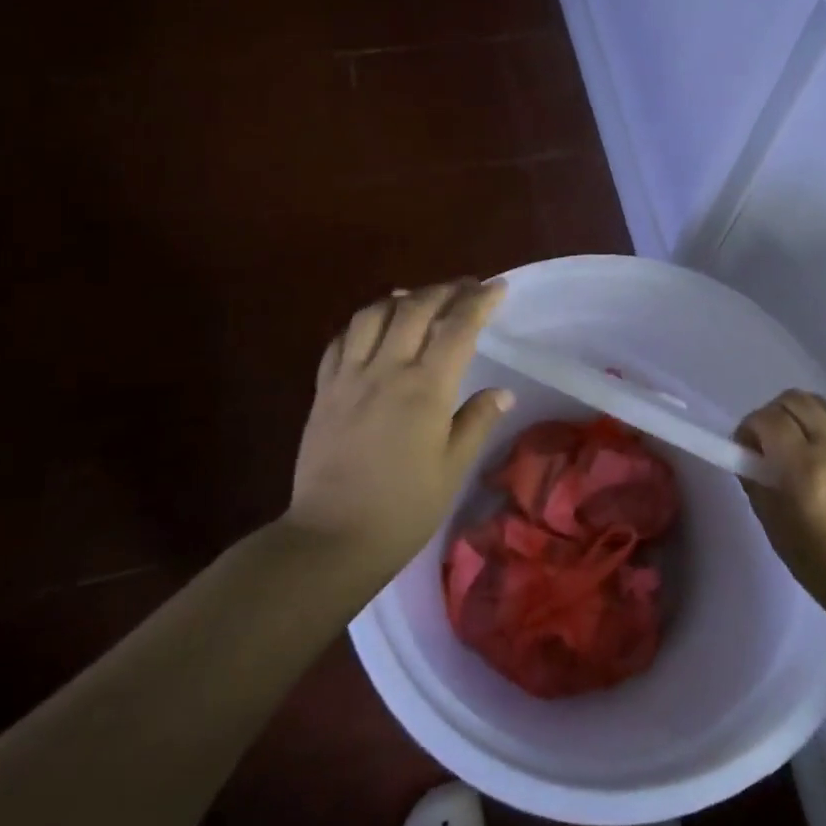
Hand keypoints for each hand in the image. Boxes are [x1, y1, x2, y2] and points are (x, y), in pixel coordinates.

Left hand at [286, 280, 513, 572]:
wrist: (331, 538)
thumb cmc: (403, 509)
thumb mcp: (452, 469)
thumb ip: (476, 422)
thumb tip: (502, 391)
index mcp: (424, 389)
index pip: (457, 328)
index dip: (479, 302)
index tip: (497, 287)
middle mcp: (385, 371)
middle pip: (413, 308)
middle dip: (443, 290)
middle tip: (465, 288)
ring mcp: (348, 378)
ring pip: (371, 316)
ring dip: (399, 299)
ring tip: (417, 299)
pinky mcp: (323, 392)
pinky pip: (340, 341)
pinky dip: (362, 324)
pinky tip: (372, 328)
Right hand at [738, 391, 825, 627]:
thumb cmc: (823, 565)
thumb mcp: (774, 527)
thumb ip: (756, 481)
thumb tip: (748, 454)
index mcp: (804, 468)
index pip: (767, 418)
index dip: (750, 427)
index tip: (748, 447)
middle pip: (796, 399)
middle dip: (775, 414)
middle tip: (773, 442)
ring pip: (825, 406)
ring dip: (805, 418)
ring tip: (804, 447)